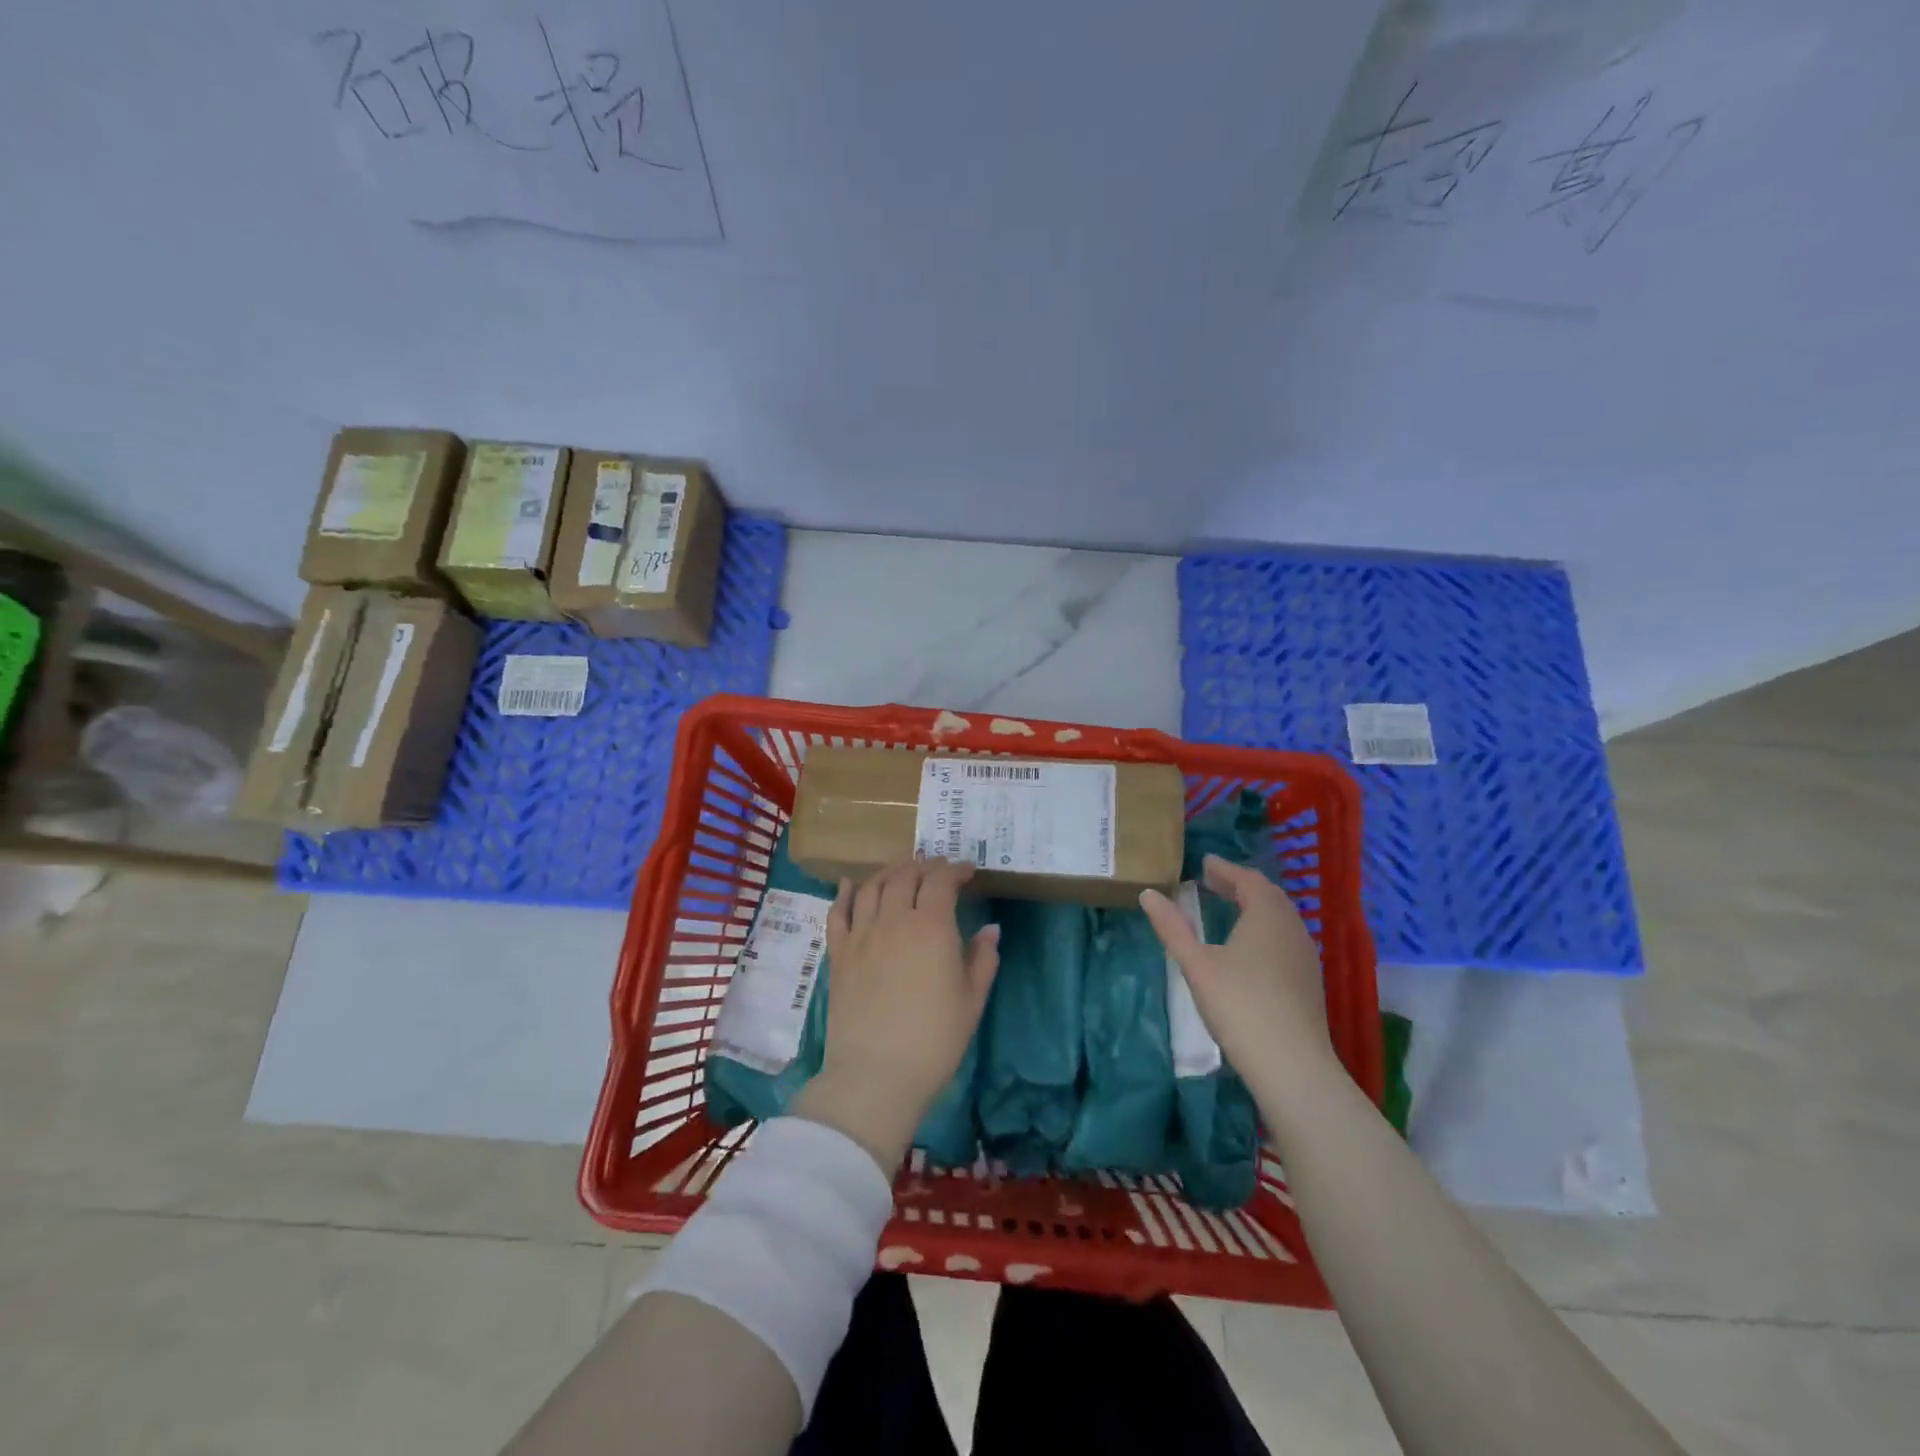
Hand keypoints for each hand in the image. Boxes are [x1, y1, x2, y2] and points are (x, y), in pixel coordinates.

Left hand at [793, 857, 999, 1171]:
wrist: (877, 1074)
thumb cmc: (935, 1039)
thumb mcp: (972, 1000)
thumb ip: (982, 958)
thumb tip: (990, 929)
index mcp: (931, 926)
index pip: (941, 881)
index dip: (955, 870)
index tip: (967, 871)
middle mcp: (894, 919)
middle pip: (905, 876)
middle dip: (924, 865)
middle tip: (937, 869)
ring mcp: (861, 934)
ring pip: (872, 886)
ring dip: (889, 871)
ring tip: (902, 871)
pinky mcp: (838, 954)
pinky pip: (838, 912)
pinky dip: (845, 893)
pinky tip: (851, 884)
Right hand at [1140, 855, 1334, 1095]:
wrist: (1292, 1065)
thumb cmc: (1239, 1006)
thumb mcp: (1196, 965)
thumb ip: (1172, 927)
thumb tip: (1148, 894)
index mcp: (1266, 915)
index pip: (1247, 879)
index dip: (1225, 869)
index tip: (1205, 863)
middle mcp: (1292, 927)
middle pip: (1268, 895)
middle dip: (1241, 884)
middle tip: (1214, 881)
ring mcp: (1305, 955)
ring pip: (1281, 917)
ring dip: (1255, 906)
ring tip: (1230, 908)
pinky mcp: (1309, 981)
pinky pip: (1286, 938)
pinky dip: (1266, 928)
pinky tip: (1251, 947)